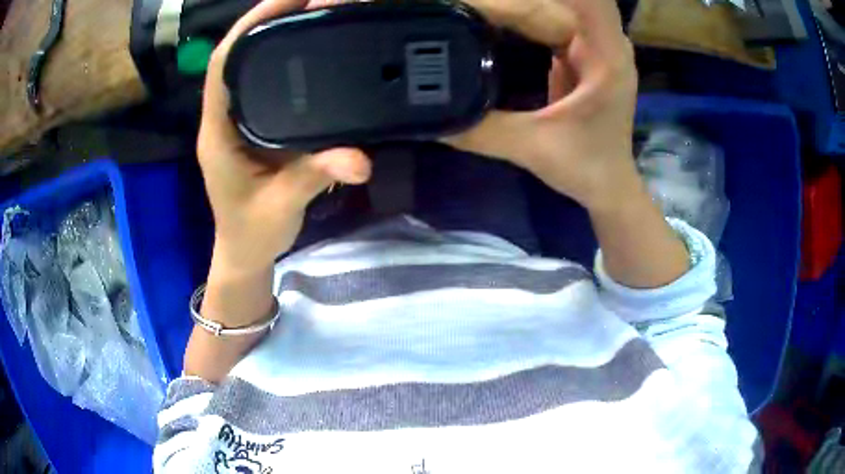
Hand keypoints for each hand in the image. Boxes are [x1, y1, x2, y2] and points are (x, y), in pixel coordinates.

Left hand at [198, 0, 371, 274]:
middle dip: (265, 21)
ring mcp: (239, 119)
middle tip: (307, 0)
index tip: (283, 2)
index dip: (248, 28)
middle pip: (237, 55)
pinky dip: (283, 59)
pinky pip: (265, 82)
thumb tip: (361, 159)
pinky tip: (310, 49)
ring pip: (249, 65)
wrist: (245, 250)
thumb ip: (315, 176)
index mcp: (219, 131)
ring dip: (274, 35)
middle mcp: (225, 117)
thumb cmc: (251, 232)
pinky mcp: (255, 125)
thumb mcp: (281, 206)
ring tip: (310, 13)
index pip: (223, 66)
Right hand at [448, 0, 638, 210]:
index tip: (483, 0)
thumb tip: (431, 118)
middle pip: (553, 1)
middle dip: (507, 1)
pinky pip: (544, 24)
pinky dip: (517, 19)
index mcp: (605, 56)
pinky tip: (488, 22)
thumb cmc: (587, 168)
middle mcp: (603, 41)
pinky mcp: (576, 53)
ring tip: (469, 11)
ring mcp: (591, 45)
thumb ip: (483, 131)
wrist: (608, 185)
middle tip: (460, 5)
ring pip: (548, 8)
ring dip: (511, 7)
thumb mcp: (534, 148)